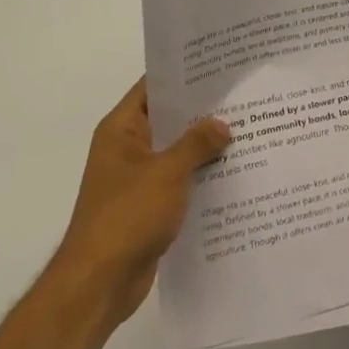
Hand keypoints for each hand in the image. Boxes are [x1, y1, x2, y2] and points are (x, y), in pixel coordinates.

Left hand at [50, 77, 229, 329]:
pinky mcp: (150, 207)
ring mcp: (138, 179)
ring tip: (249, 129)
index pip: (153, 88)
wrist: (98, 284)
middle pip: (169, 119)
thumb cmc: (127, 216)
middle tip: (245, 95)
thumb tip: (223, 125)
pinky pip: (181, 181)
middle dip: (204, 111)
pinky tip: (236, 171)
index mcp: (121, 130)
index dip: (183, 75)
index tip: (219, 65)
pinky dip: (203, 175)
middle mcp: (128, 149)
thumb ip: (197, 143)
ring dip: (207, 146)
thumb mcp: (167, 172)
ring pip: (178, 152)